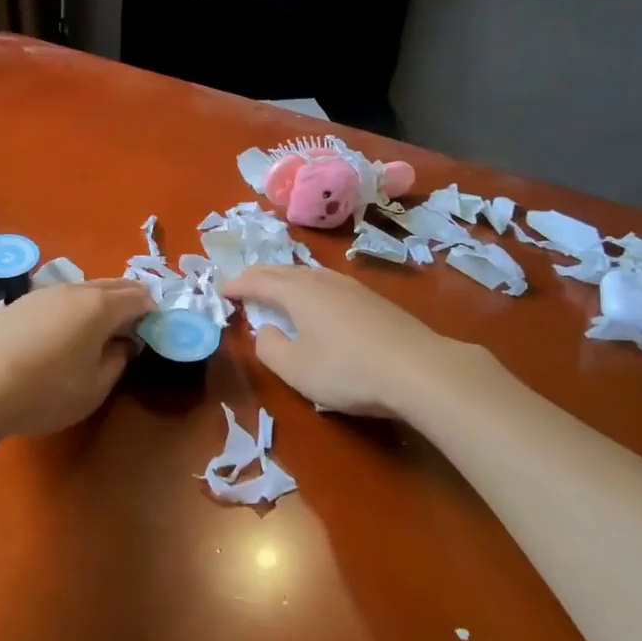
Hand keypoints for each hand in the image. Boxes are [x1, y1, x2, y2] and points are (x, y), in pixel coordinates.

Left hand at [0, 279, 152, 437]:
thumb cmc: (45, 390)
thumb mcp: (94, 387)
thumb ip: (117, 362)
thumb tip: (124, 345)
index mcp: (101, 306)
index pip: (139, 296)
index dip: (152, 313)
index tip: (153, 334)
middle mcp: (75, 290)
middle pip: (113, 285)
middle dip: (129, 302)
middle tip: (133, 330)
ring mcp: (44, 293)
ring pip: (84, 290)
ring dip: (99, 305)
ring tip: (97, 335)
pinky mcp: (19, 304)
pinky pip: (60, 300)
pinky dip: (73, 310)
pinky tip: (62, 336)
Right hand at [223, 264, 496, 418]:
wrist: (420, 369)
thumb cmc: (348, 370)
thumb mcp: (296, 369)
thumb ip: (270, 348)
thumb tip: (266, 331)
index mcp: (297, 291)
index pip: (257, 280)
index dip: (236, 285)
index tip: (221, 291)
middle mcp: (321, 279)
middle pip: (282, 270)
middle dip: (258, 276)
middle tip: (242, 285)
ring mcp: (351, 286)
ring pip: (307, 274)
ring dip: (285, 280)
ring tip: (275, 291)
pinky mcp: (373, 299)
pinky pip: (327, 284)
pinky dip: (308, 288)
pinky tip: (316, 303)